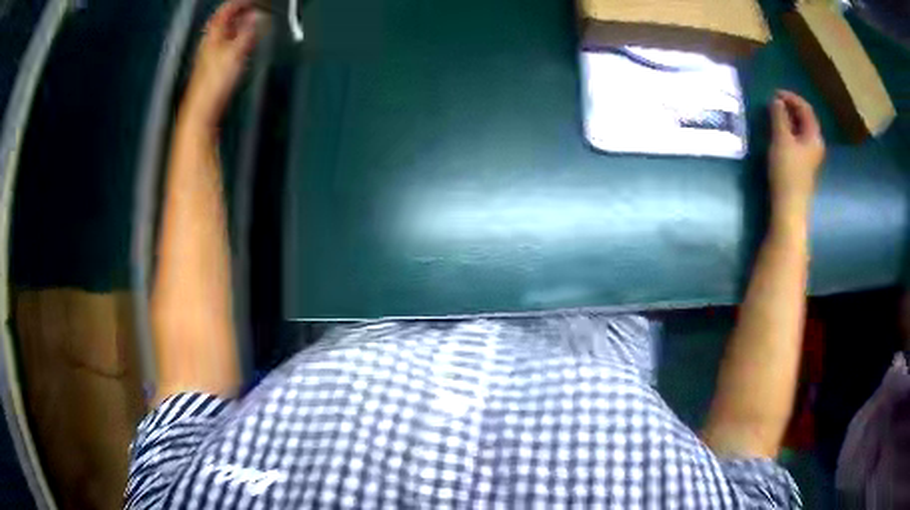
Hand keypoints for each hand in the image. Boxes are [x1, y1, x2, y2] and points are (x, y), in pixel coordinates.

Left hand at [184, 0, 261, 127]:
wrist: (201, 111)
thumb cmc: (213, 85)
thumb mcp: (235, 53)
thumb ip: (247, 33)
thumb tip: (256, 17)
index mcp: (212, 36)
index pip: (224, 11)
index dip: (238, 3)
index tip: (252, 1)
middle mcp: (209, 43)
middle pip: (224, 21)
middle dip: (240, 13)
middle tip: (254, 9)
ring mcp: (210, 56)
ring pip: (226, 33)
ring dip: (239, 26)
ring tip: (253, 23)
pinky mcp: (214, 68)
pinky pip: (227, 46)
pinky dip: (238, 40)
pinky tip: (245, 44)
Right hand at [768, 90, 825, 215]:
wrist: (789, 207)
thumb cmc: (787, 171)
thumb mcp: (781, 139)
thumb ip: (779, 117)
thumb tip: (776, 101)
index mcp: (814, 136)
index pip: (806, 108)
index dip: (791, 97)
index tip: (775, 93)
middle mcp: (815, 145)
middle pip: (805, 119)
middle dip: (790, 107)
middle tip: (773, 102)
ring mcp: (810, 157)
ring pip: (801, 130)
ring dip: (789, 119)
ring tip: (774, 115)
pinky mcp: (804, 166)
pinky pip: (798, 141)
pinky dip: (789, 131)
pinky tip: (779, 133)